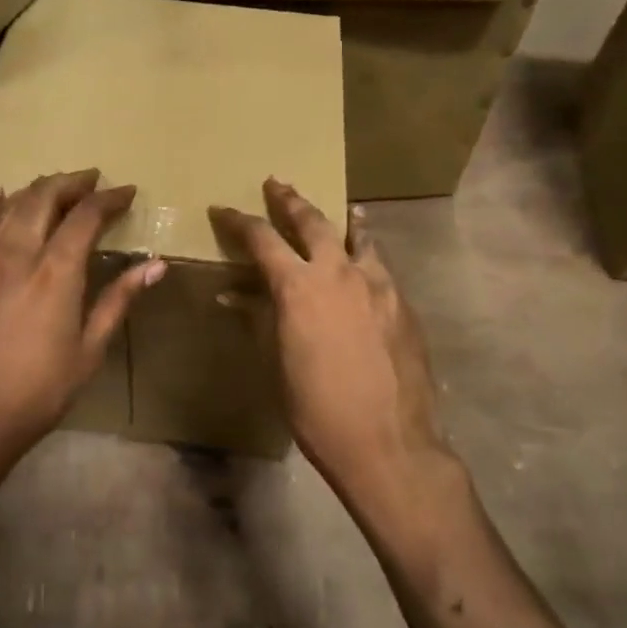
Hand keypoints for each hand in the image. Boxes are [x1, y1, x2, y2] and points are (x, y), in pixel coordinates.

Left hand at [0, 170, 164, 471]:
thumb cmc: (39, 391)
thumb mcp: (90, 350)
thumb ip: (118, 300)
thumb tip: (156, 266)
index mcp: (56, 272)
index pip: (86, 217)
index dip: (109, 199)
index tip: (127, 192)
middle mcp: (18, 254)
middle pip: (45, 198)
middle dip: (72, 184)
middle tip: (91, 182)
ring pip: (10, 207)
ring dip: (37, 190)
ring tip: (56, 188)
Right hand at [210, 179, 457, 517]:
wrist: (388, 443)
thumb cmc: (317, 409)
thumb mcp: (277, 363)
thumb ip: (259, 319)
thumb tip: (235, 295)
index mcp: (299, 287)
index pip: (262, 240)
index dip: (238, 222)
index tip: (222, 209)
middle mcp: (340, 273)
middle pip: (313, 222)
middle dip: (290, 201)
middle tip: (277, 184)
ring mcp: (379, 285)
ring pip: (358, 237)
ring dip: (343, 220)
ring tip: (344, 208)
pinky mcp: (404, 304)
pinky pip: (381, 266)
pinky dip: (368, 254)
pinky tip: (367, 263)